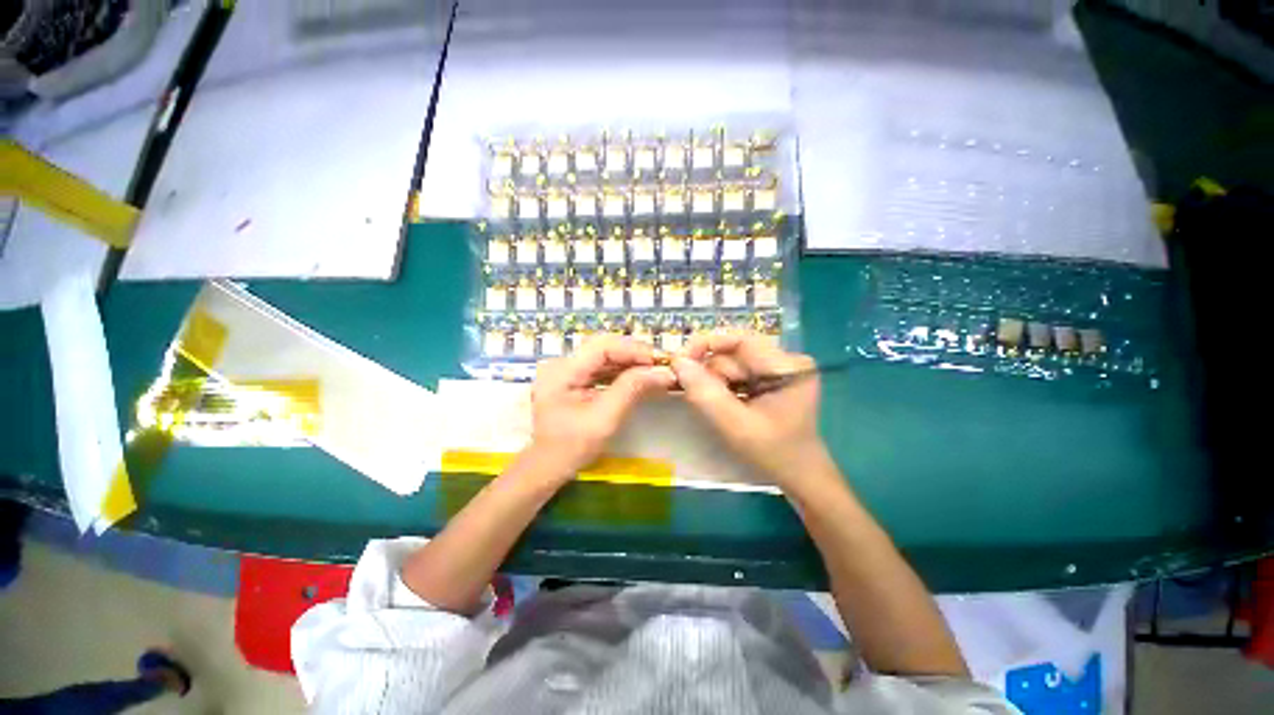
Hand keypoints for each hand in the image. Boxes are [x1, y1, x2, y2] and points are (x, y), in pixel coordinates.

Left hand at [530, 335, 675, 480]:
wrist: (547, 466)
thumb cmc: (572, 447)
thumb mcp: (604, 419)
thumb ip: (632, 390)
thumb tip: (663, 372)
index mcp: (563, 371)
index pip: (602, 346)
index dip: (633, 349)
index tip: (658, 361)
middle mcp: (563, 364)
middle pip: (604, 347)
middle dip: (634, 354)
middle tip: (660, 366)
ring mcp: (568, 371)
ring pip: (605, 357)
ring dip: (630, 363)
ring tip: (654, 371)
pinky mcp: (575, 380)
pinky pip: (602, 369)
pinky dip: (622, 372)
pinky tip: (639, 378)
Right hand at [671, 331, 830, 487]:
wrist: (798, 476)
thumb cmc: (773, 454)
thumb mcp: (735, 426)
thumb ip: (705, 394)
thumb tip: (677, 362)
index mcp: (788, 367)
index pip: (741, 340)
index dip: (707, 345)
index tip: (680, 361)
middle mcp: (786, 360)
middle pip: (734, 354)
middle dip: (711, 374)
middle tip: (694, 395)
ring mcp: (778, 368)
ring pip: (731, 364)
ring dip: (714, 383)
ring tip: (715, 406)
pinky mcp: (770, 378)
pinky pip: (736, 374)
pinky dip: (722, 387)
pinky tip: (723, 404)